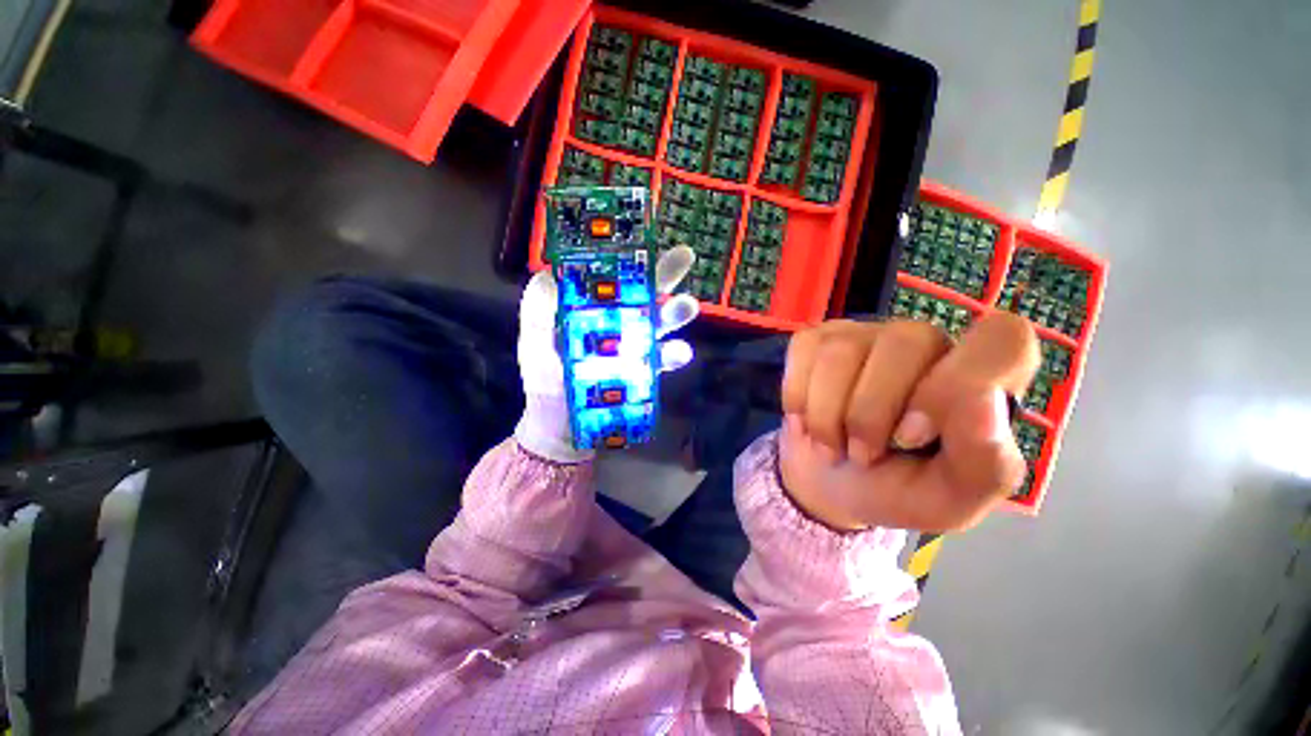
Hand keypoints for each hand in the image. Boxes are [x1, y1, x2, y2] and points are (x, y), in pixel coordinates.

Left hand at [514, 246, 699, 462]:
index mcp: (591, 310)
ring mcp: (634, 346)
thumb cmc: (546, 383)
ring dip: (675, 312)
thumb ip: (537, 315)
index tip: (638, 236)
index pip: (610, 276)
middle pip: (643, 292)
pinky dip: (674, 354)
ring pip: (660, 322)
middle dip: (663, 273)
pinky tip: (680, 352)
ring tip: (687, 305)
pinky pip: (663, 359)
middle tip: (684, 255)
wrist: (561, 429)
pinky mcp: (645, 371)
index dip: (623, 255)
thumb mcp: (533, 346)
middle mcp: (617, 321)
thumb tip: (549, 275)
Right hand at [778, 314, 1038, 531]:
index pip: (1003, 337)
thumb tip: (984, 399)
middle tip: (862, 456)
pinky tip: (806, 419)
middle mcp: (926, 343)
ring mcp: (867, 334)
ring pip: (842, 351)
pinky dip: (797, 397)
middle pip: (905, 341)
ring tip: (831, 446)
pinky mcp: (820, 337)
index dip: (958, 382)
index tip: (915, 435)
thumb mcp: (951, 499)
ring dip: (826, 415)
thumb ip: (985, 461)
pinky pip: (803, 350)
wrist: (831, 480)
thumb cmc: (898, 489)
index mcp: (979, 379)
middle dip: (869, 414)